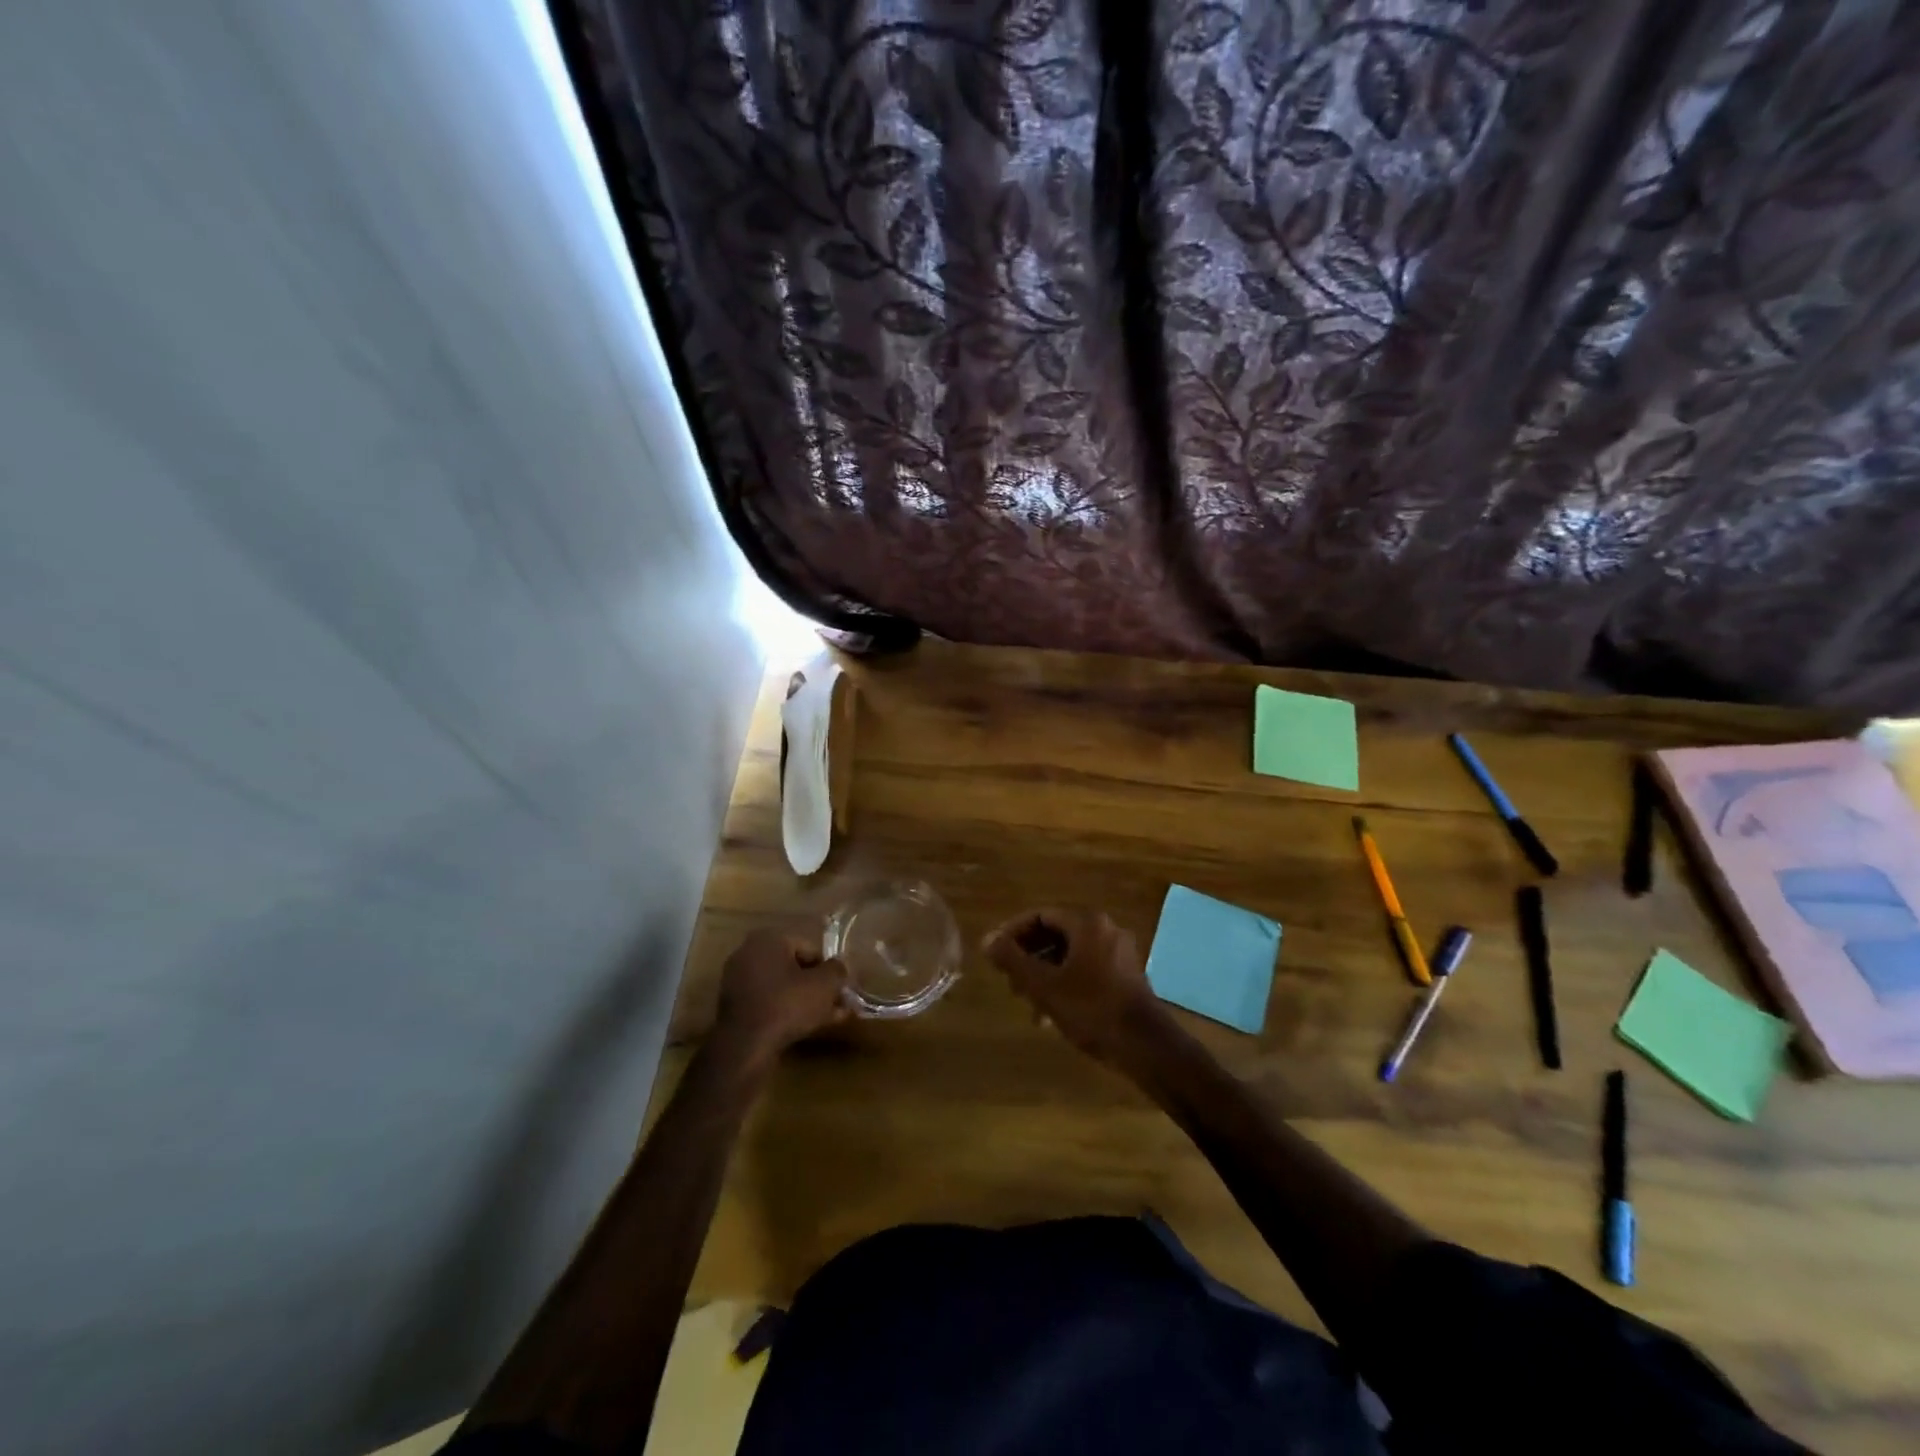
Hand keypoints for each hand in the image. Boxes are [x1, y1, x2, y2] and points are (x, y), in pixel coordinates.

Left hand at [713, 928, 848, 1066]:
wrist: (745, 1046)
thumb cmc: (787, 1004)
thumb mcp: (825, 985)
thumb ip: (838, 970)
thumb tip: (839, 967)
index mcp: (769, 939)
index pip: (810, 948)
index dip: (829, 969)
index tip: (841, 988)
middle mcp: (749, 953)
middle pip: (795, 968)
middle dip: (818, 986)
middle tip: (838, 1004)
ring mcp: (738, 981)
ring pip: (782, 987)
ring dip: (805, 1000)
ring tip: (829, 1018)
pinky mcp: (733, 1007)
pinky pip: (768, 1002)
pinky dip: (786, 1010)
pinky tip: (807, 1027)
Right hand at [983, 907, 1166, 1066]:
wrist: (1145, 1046)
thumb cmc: (1091, 1009)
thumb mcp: (1044, 985)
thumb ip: (1012, 960)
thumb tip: (986, 939)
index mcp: (1087, 923)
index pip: (1040, 915)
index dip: (1013, 932)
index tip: (995, 954)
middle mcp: (1106, 929)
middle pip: (1056, 934)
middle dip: (1029, 957)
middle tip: (1010, 982)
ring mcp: (1119, 953)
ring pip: (1070, 955)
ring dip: (1044, 974)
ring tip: (1027, 1003)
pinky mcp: (1126, 976)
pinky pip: (1087, 969)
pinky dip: (1065, 983)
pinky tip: (1051, 1014)